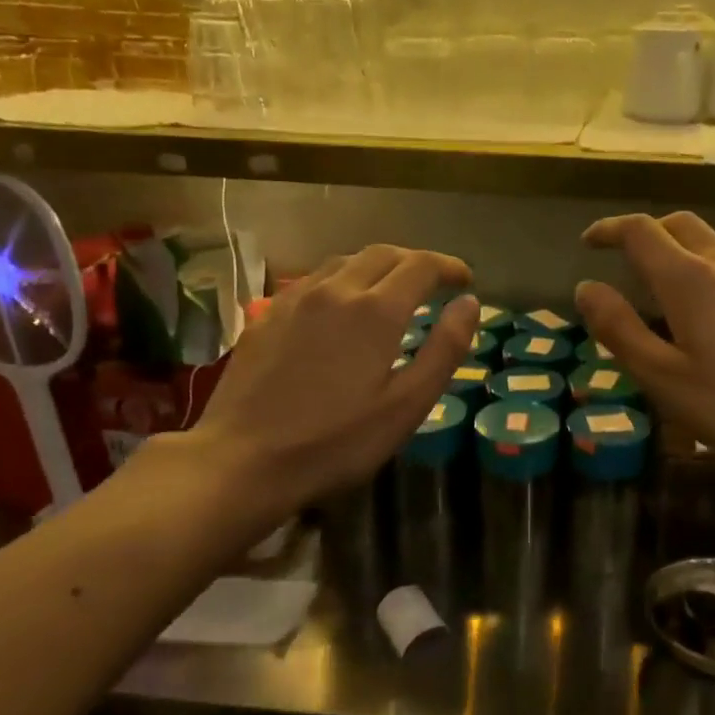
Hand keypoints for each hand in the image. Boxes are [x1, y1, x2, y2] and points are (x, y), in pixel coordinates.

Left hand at [185, 244, 477, 515]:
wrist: (244, 459)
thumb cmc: (337, 441)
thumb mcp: (407, 405)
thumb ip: (444, 349)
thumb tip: (470, 303)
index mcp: (376, 310)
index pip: (421, 266)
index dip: (449, 268)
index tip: (465, 281)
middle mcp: (335, 290)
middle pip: (383, 254)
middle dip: (415, 262)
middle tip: (434, 284)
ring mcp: (294, 299)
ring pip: (344, 262)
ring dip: (377, 268)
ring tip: (391, 292)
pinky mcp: (266, 316)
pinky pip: (313, 281)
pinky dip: (341, 282)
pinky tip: (340, 310)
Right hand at [574, 212, 714, 479]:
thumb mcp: (662, 377)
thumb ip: (619, 329)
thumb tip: (586, 287)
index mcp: (689, 279)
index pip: (640, 231)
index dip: (609, 230)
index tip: (588, 242)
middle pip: (679, 224)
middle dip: (646, 231)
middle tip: (623, 256)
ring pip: (712, 243)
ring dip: (680, 249)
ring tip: (662, 282)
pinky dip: (709, 271)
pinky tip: (711, 311)